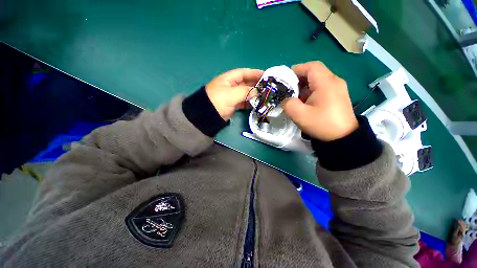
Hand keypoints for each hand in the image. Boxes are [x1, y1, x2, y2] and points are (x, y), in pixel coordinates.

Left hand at [206, 68, 263, 120]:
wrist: (207, 116)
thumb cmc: (218, 101)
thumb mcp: (231, 94)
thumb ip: (245, 91)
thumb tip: (257, 91)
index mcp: (229, 79)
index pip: (244, 73)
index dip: (255, 73)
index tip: (266, 75)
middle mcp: (231, 85)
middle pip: (246, 82)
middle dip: (256, 84)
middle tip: (268, 87)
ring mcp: (232, 95)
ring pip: (246, 92)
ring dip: (254, 94)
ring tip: (265, 96)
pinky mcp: (233, 104)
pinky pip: (244, 101)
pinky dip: (250, 102)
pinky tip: (257, 104)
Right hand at [282, 61, 357, 140]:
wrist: (343, 138)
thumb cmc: (322, 124)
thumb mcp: (300, 115)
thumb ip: (288, 104)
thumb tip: (286, 99)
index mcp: (326, 83)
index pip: (311, 66)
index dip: (296, 69)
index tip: (285, 79)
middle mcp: (334, 81)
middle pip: (314, 72)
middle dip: (298, 78)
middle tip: (288, 89)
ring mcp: (337, 88)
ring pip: (317, 80)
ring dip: (304, 86)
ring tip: (295, 96)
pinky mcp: (337, 96)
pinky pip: (322, 87)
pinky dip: (310, 91)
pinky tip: (305, 102)